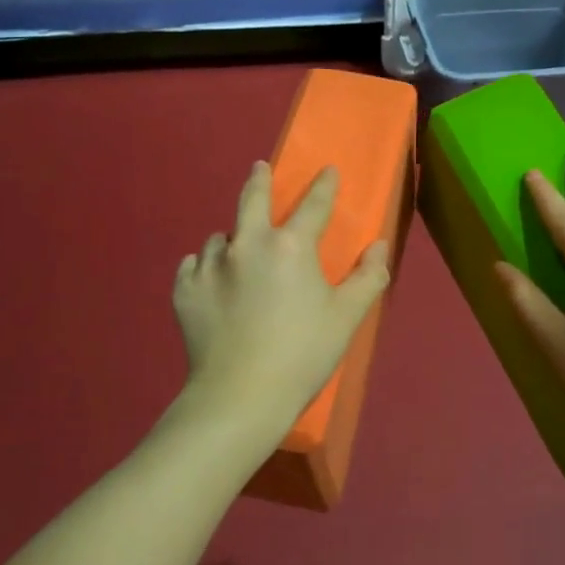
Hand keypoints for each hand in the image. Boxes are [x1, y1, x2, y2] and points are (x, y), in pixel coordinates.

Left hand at [172, 160, 389, 458]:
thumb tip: (379, 245)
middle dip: (258, 180)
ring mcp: (211, 265)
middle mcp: (247, 244)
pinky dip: (204, 267)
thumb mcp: (347, 318)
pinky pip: (194, 265)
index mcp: (291, 247)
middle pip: (251, 199)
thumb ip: (368, 277)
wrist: (241, 396)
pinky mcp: (185, 289)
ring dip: (233, 240)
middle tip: (259, 168)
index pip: (314, 205)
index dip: (325, 186)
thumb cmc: (303, 355)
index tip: (328, 171)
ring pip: (221, 238)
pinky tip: (211, 280)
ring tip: (238, 254)